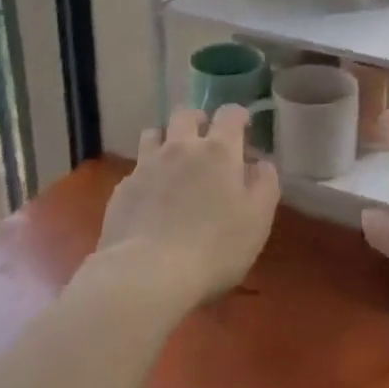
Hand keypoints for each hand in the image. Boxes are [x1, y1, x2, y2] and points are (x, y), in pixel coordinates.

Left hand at [97, 105, 279, 307]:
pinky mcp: (123, 189)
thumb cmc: (214, 247)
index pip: (229, 113)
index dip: (238, 115)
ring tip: (173, 160)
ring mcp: (147, 165)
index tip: (243, 127)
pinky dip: (147, 174)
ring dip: (166, 139)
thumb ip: (265, 184)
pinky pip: (136, 169)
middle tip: (206, 139)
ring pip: (154, 133)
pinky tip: (151, 197)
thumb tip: (261, 164)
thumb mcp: (258, 220)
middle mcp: (181, 147)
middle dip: (197, 120)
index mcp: (218, 150)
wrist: (147, 274)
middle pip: (185, 113)